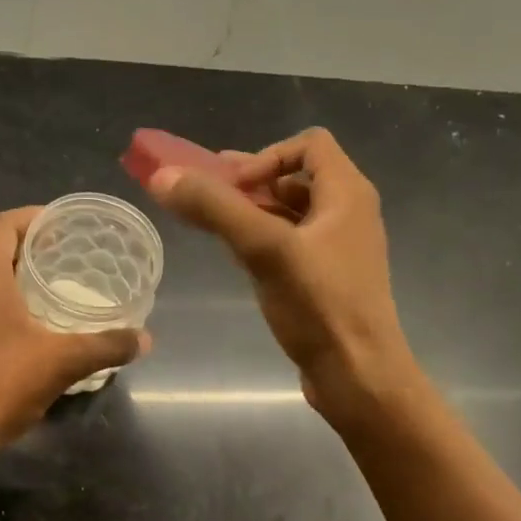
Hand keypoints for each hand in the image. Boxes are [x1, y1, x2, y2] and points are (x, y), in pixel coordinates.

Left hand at [0, 207, 148, 455]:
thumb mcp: (63, 362)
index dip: (31, 216)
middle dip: (25, 243)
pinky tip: (26, 325)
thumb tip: (144, 339)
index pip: (2, 225)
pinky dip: (0, 300)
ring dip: (11, 272)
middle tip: (62, 251)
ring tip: (48, 284)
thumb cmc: (0, 384)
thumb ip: (106, 346)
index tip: (60, 223)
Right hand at [147, 127, 419, 425]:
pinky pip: (290, 242)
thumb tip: (162, 176)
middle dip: (249, 182)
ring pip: (289, 211)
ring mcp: (338, 247)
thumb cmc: (319, 306)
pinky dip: (261, 238)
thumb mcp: (264, 250)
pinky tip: (235, 255)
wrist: (358, 376)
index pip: (309, 144)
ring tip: (212, 223)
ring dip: (251, 211)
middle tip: (206, 196)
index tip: (233, 187)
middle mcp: (348, 212)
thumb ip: (215, 209)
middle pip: (295, 176)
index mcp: (347, 194)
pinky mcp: (326, 277)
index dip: (266, 156)